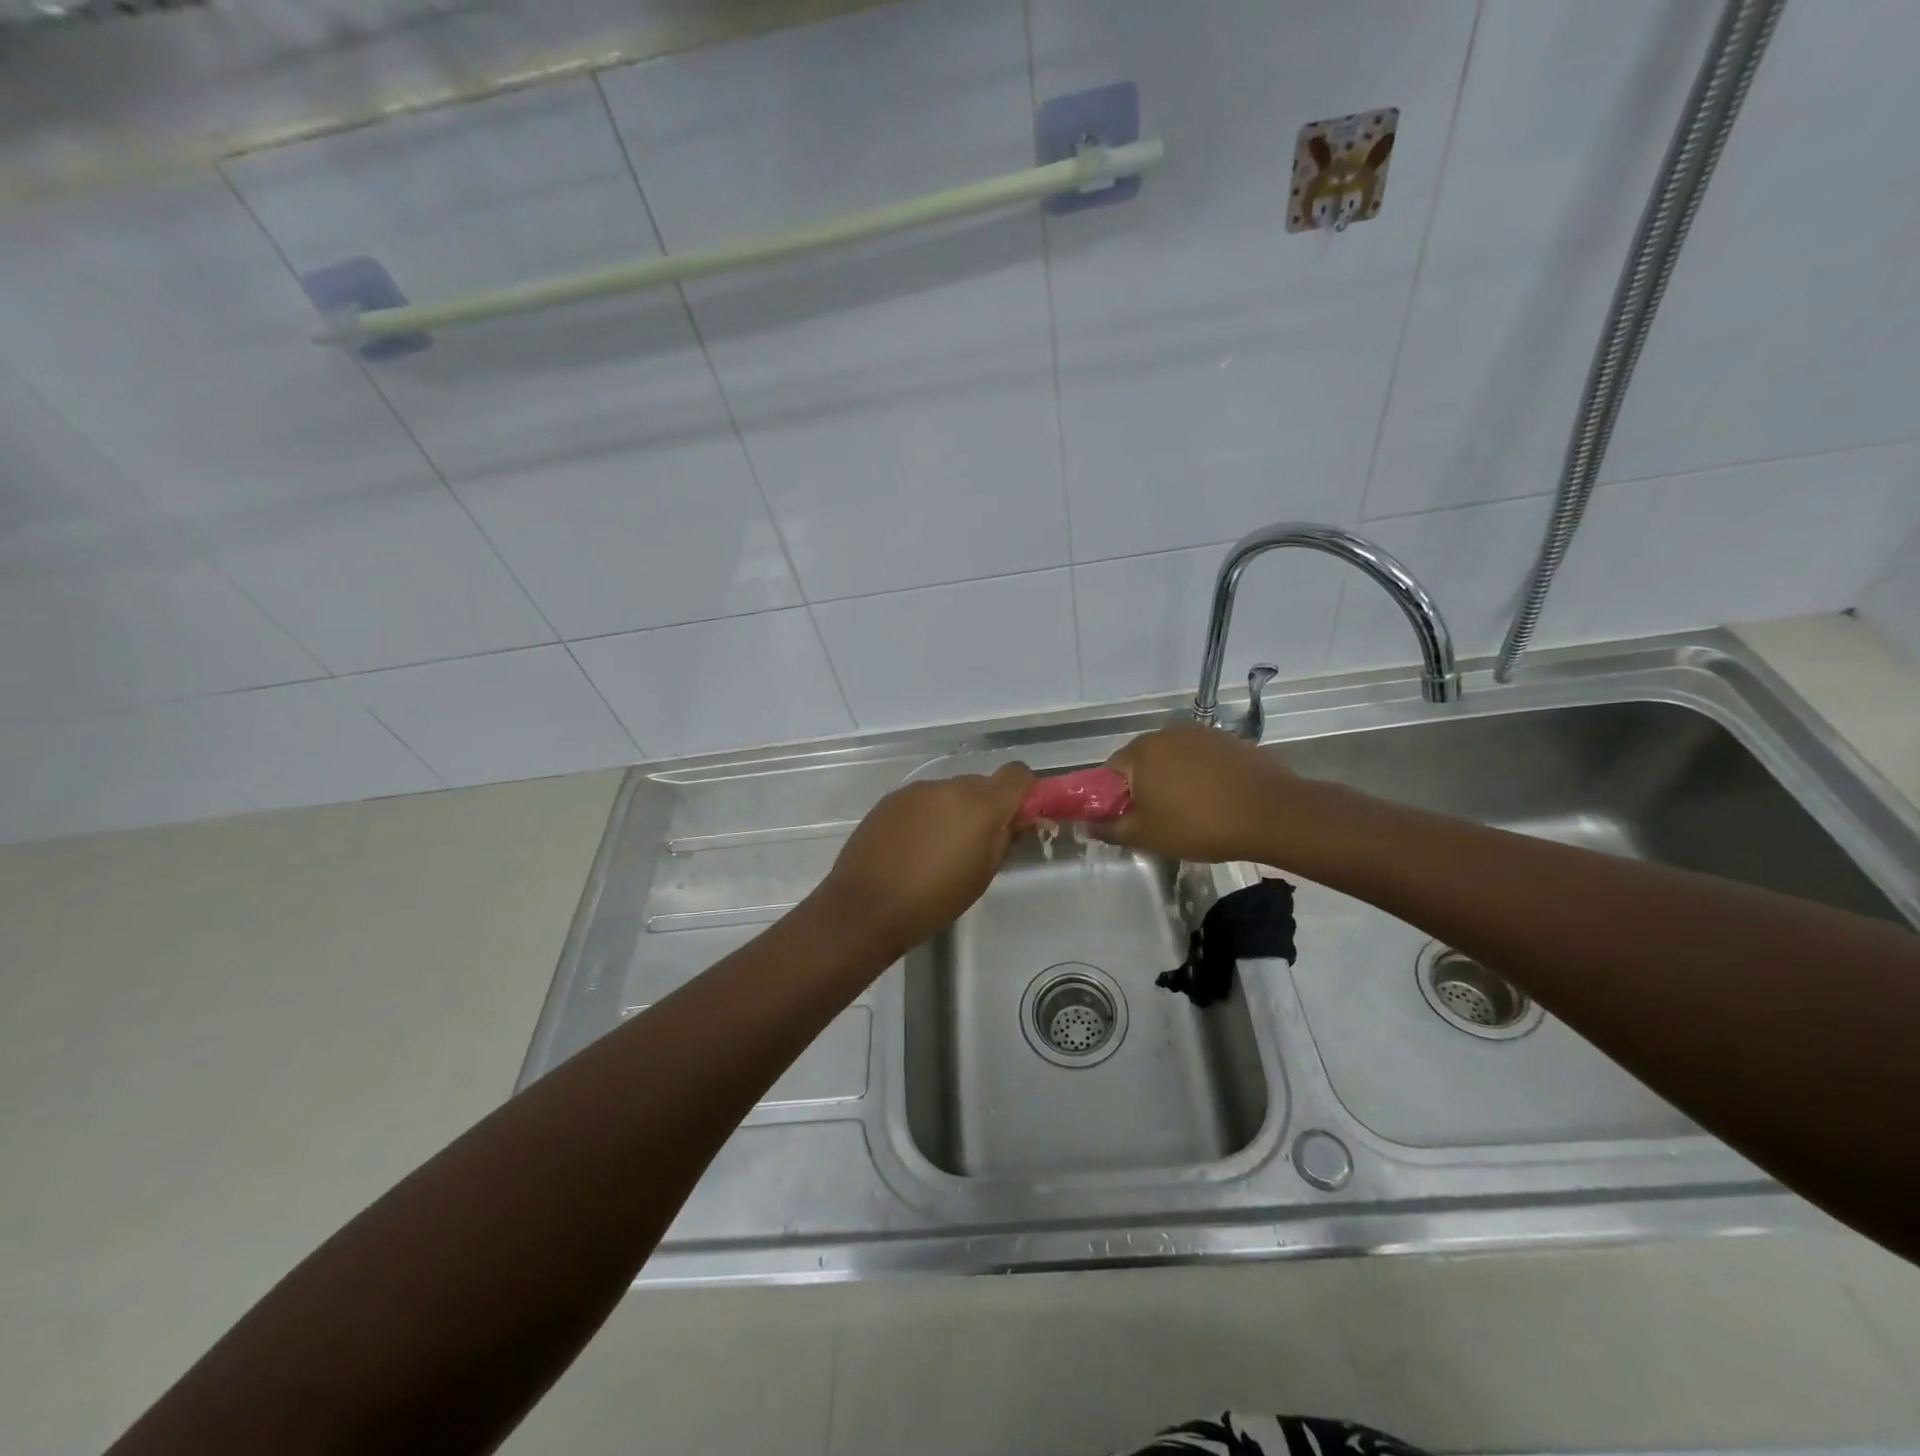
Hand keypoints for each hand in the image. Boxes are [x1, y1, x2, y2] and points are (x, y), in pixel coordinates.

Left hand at [812, 763, 1034, 955]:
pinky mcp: (890, 799)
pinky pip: (922, 800)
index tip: (1018, 817)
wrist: (865, 907)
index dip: (1023, 791)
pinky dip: (927, 815)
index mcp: (980, 804)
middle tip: (977, 843)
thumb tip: (1016, 820)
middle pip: (981, 784)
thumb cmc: (934, 900)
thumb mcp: (982, 875)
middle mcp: (949, 786)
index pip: (1017, 774)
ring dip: (954, 811)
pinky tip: (913, 847)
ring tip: (939, 850)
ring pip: (949, 792)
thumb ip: (1004, 839)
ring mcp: (916, 790)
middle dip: (986, 806)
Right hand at [1093, 723, 1307, 863]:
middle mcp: (1166, 733)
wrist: (1273, 814)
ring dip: (1172, 780)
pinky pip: (1201, 759)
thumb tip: (1088, 824)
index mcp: (1140, 752)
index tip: (1126, 820)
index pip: (1109, 771)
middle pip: (1141, 762)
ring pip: (1172, 759)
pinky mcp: (1228, 740)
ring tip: (1190, 811)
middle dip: (1143, 788)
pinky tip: (1215, 800)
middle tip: (1157, 820)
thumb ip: (1110, 829)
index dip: (1112, 798)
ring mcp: (1200, 733)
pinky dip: (1200, 776)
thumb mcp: (1146, 836)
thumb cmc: (1199, 825)